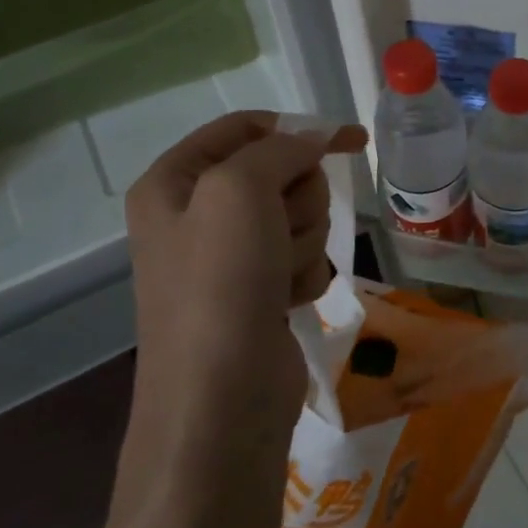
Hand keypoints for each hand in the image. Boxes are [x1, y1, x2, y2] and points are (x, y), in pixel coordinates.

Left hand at [97, 111, 365, 527]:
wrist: (221, 398)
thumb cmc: (220, 284)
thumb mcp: (239, 191)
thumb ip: (279, 149)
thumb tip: (317, 136)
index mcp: (174, 181)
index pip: (246, 128)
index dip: (300, 129)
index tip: (352, 140)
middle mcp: (197, 214)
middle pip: (281, 173)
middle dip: (297, 201)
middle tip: (281, 233)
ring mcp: (229, 258)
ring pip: (300, 218)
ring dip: (303, 243)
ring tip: (278, 278)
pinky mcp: (259, 292)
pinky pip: (304, 259)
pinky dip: (305, 276)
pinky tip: (287, 302)